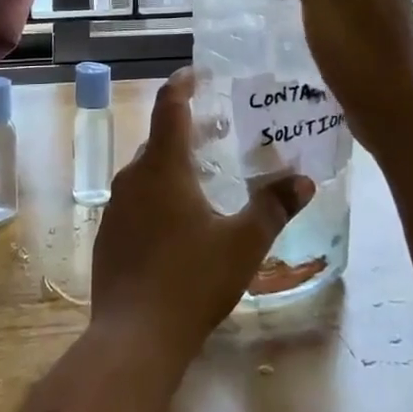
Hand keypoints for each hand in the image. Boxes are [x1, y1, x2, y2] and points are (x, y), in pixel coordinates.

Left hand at [91, 69, 313, 360]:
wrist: (134, 338)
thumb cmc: (191, 281)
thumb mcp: (243, 243)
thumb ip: (273, 207)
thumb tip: (304, 180)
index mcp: (162, 167)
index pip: (169, 107)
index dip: (182, 84)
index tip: (196, 73)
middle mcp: (133, 177)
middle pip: (159, 140)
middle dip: (185, 131)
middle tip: (217, 133)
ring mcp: (115, 207)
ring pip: (146, 173)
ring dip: (171, 167)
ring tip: (202, 178)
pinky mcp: (108, 236)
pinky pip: (135, 201)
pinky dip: (156, 197)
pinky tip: (177, 224)